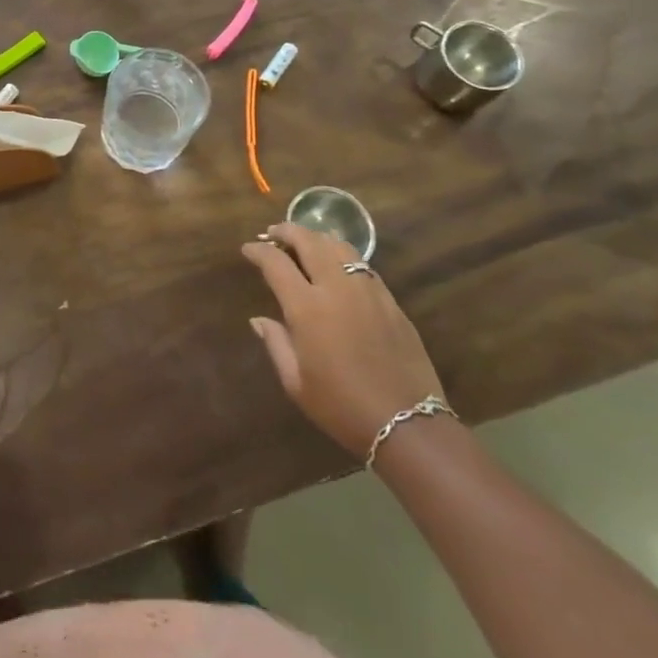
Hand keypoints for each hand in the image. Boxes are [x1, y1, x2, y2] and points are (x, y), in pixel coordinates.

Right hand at [242, 225, 444, 460]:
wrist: (409, 426)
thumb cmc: (342, 407)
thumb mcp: (296, 383)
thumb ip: (275, 343)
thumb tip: (259, 320)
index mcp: (307, 308)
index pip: (275, 263)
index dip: (258, 251)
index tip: (248, 249)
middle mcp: (337, 289)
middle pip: (309, 241)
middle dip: (286, 231)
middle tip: (273, 233)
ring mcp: (369, 292)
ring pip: (340, 247)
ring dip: (317, 238)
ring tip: (305, 242)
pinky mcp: (392, 303)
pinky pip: (363, 266)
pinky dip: (344, 256)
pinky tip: (338, 266)